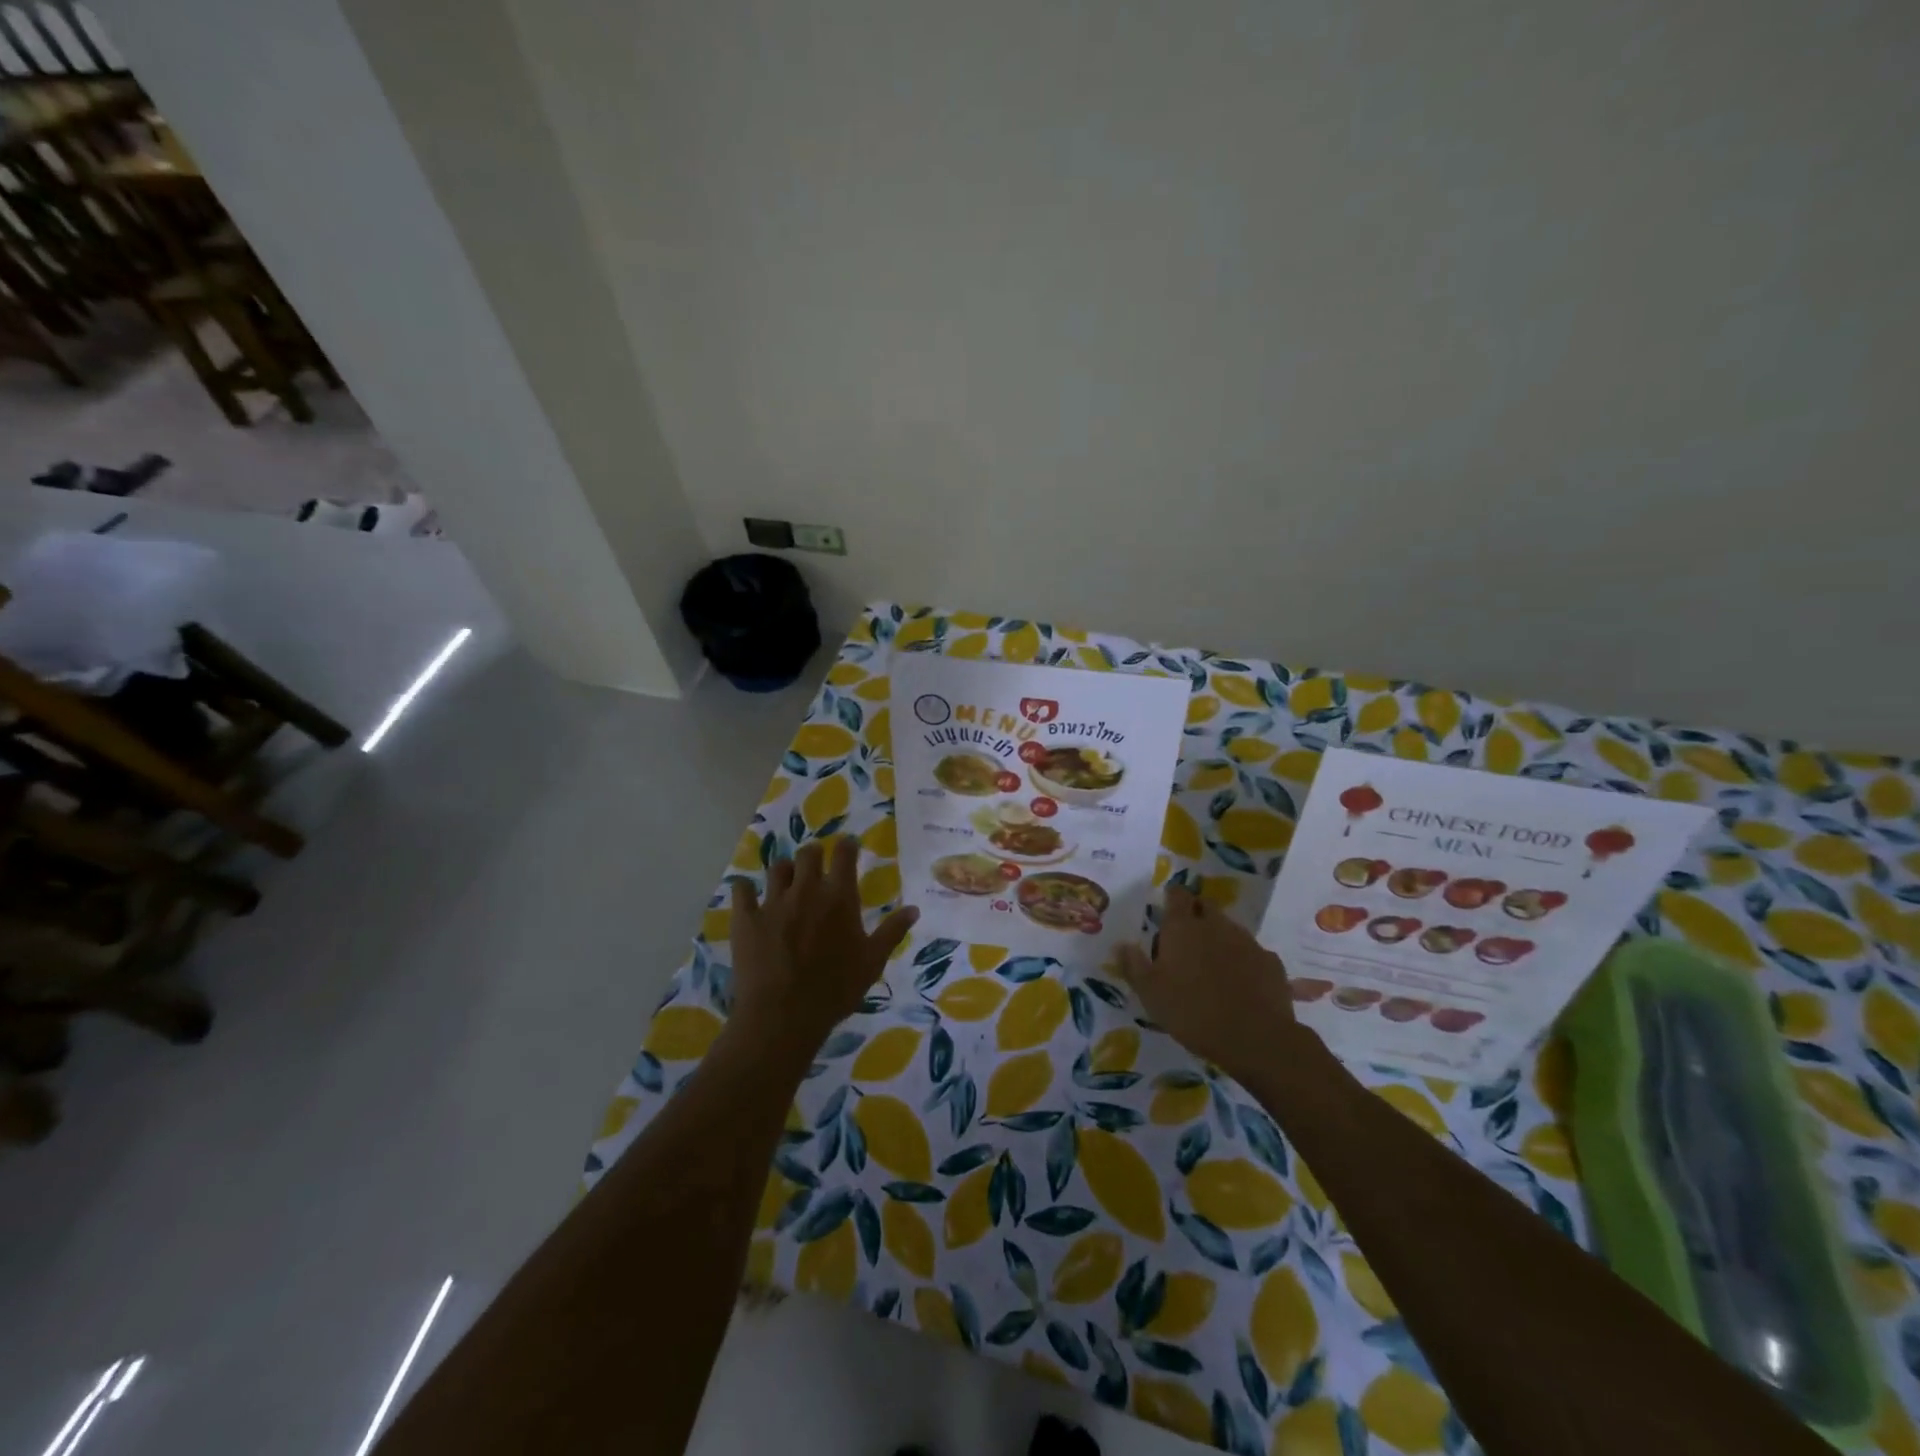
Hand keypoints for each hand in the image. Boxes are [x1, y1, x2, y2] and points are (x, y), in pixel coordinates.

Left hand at [728, 837, 917, 1060]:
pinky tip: (748, 895)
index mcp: (839, 897)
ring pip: (777, 868)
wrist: (784, 1016)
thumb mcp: (872, 962)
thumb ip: (892, 931)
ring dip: (784, 871)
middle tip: (816, 865)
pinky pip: (741, 890)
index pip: (844, 854)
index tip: (848, 846)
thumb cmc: (835, 989)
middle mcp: (806, 890)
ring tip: (786, 881)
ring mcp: (773, 902)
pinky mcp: (746, 918)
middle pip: (808, 853)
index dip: (847, 846)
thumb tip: (914, 908)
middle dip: (814, 854)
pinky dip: (746, 889)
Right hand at [1116, 885, 1301, 1083]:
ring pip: (1229, 928)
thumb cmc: (1192, 1012)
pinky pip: (1252, 953)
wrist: (1255, 1038)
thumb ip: (1133, 965)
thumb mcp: (1150, 994)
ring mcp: (1247, 941)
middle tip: (1186, 938)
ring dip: (1219, 938)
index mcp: (1182, 928)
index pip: (1177, 894)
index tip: (1167, 907)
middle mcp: (1215, 925)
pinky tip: (1241, 983)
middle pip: (1205, 905)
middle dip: (1196, 913)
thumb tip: (1121, 945)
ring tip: (1212, 964)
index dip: (1172, 897)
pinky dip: (1244, 961)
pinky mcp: (1270, 961)